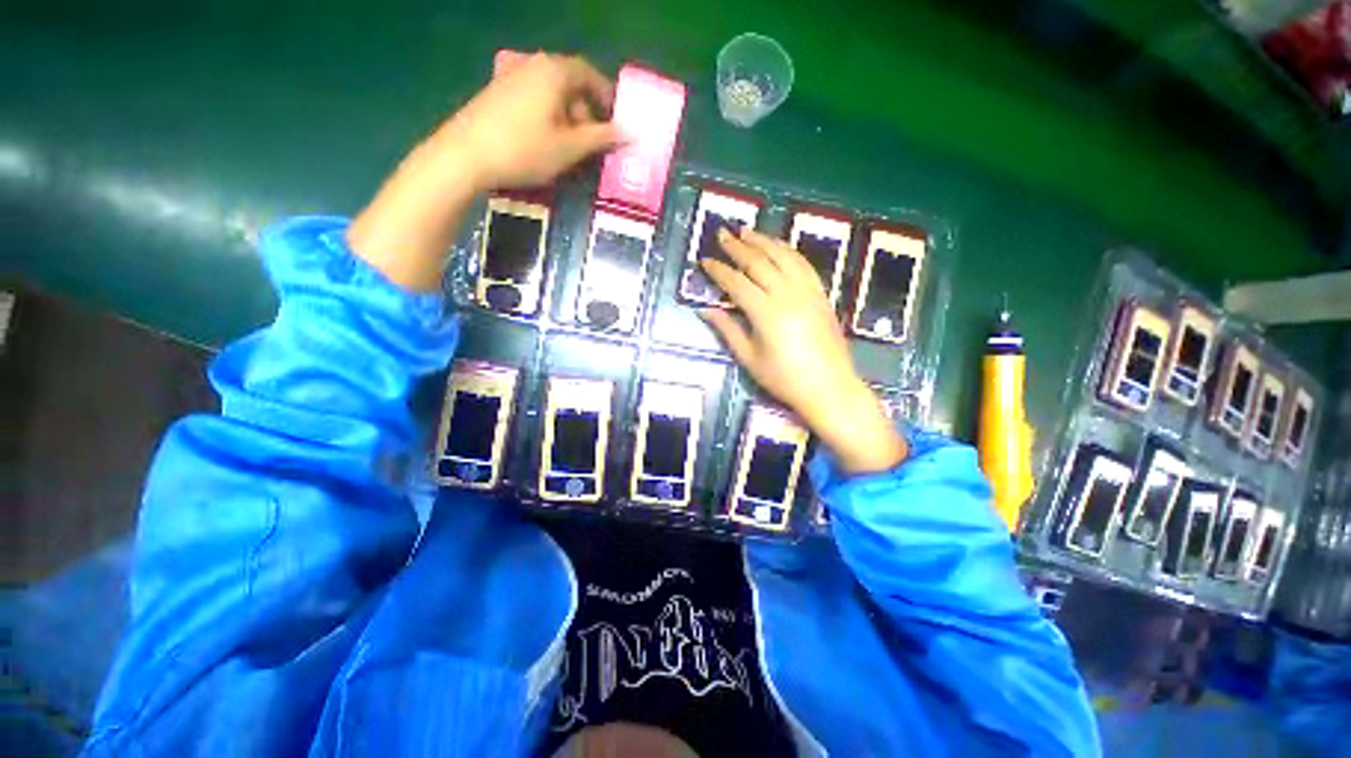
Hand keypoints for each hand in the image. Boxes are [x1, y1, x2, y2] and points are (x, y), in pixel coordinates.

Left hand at [436, 53, 619, 191]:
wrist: (465, 155)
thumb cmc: (525, 150)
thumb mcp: (570, 148)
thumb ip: (601, 138)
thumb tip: (630, 133)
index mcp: (554, 71)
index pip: (589, 74)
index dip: (606, 97)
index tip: (615, 122)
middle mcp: (532, 64)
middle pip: (569, 82)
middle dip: (586, 112)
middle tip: (592, 143)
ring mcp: (510, 75)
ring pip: (550, 92)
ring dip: (566, 116)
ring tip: (569, 147)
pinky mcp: (496, 91)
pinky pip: (532, 98)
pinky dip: (546, 115)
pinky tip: (544, 140)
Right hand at [700, 229, 906, 473]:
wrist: (829, 388)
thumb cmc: (784, 379)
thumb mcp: (750, 359)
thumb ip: (727, 330)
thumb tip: (705, 310)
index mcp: (766, 313)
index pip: (736, 283)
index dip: (719, 270)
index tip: (705, 260)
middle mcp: (787, 295)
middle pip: (759, 262)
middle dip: (737, 246)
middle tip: (722, 233)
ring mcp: (808, 292)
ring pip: (783, 256)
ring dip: (763, 241)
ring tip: (747, 231)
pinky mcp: (821, 294)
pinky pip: (803, 265)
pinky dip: (788, 251)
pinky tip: (778, 247)